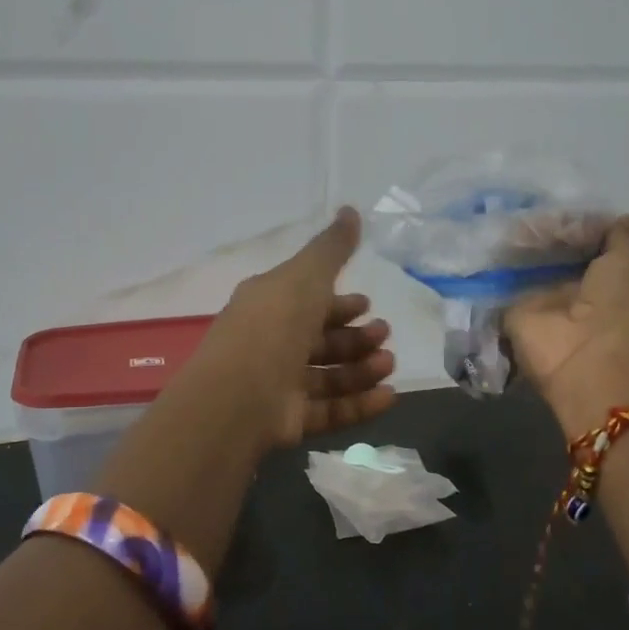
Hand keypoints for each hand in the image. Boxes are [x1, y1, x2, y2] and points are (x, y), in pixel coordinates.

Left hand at [185, 207, 397, 449]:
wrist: (239, 395)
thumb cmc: (274, 325)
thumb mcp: (305, 276)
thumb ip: (332, 248)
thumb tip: (351, 209)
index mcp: (269, 305)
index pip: (307, 300)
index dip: (338, 302)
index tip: (368, 303)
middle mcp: (271, 343)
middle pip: (320, 340)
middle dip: (356, 337)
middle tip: (384, 334)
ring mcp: (278, 385)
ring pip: (328, 376)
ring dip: (362, 369)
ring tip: (389, 364)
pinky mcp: (288, 420)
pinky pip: (330, 410)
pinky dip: (360, 403)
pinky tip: (389, 396)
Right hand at [504, 213, 628, 437]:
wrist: (592, 363)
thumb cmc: (625, 309)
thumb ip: (622, 238)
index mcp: (612, 276)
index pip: (588, 242)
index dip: (575, 222)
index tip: (559, 201)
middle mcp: (577, 289)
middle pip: (554, 251)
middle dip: (541, 229)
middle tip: (521, 199)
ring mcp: (543, 302)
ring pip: (526, 265)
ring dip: (515, 243)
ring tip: (496, 209)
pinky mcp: (513, 314)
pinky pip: (499, 285)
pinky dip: (489, 266)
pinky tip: (478, 236)